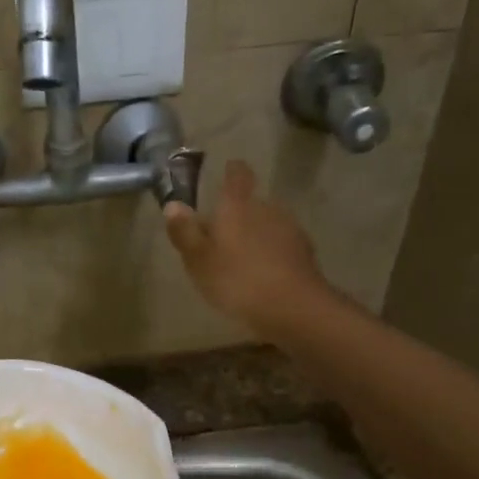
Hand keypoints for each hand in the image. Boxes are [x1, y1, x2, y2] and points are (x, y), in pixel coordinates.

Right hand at [164, 159, 333, 333]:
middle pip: (251, 204)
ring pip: (267, 226)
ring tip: (241, 262)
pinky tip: (262, 277)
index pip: (237, 175)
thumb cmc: (237, 280)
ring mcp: (290, 230)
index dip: (232, 171)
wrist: (292, 307)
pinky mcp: (305, 253)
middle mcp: (267, 209)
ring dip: (255, 237)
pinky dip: (271, 256)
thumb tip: (173, 205)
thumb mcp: (199, 260)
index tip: (228, 171)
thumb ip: (185, 231)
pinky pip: (281, 247)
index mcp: (238, 206)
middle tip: (221, 237)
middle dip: (238, 216)